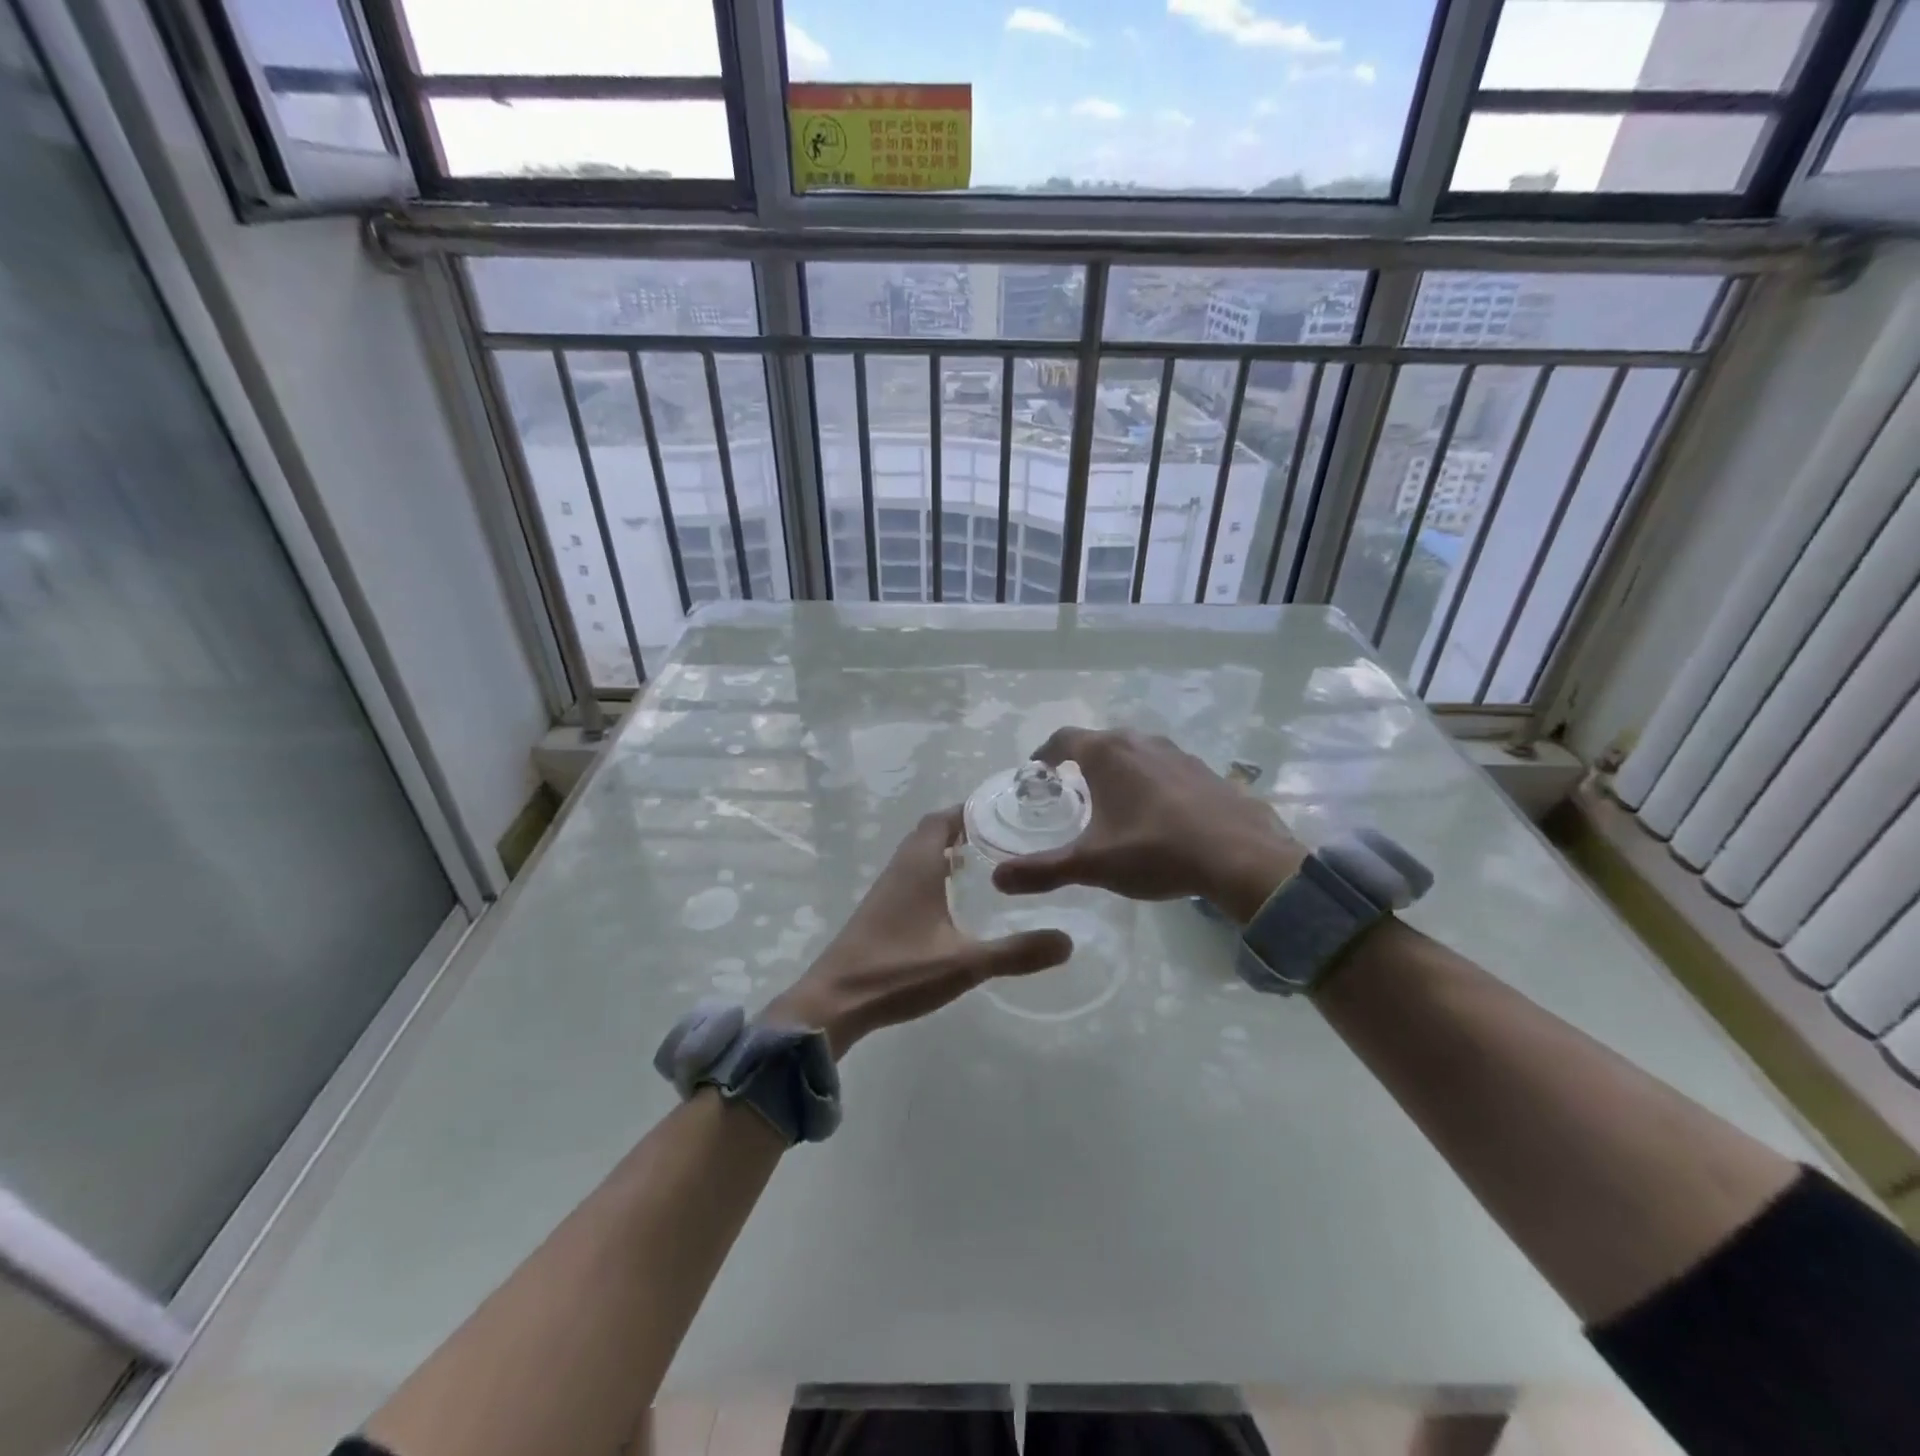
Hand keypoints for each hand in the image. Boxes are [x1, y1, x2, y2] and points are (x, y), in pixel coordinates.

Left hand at [765, 808, 1071, 1056]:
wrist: (834, 1003)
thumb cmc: (899, 972)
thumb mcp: (966, 963)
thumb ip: (1016, 952)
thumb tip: (1068, 942)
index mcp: (919, 866)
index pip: (943, 819)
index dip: (970, 810)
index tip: (1004, 811)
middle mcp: (900, 868)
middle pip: (931, 832)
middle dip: (964, 828)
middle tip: (1003, 836)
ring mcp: (886, 890)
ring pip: (919, 854)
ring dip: (947, 850)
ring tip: (986, 861)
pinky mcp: (879, 912)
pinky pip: (912, 876)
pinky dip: (934, 873)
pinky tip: (953, 898)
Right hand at [990, 727, 1305, 923]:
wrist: (1241, 857)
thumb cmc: (1155, 851)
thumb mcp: (1091, 864)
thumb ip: (1042, 870)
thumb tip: (996, 879)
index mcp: (1108, 753)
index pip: (1063, 739)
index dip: (1045, 754)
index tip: (1036, 772)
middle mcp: (1140, 742)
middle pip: (1100, 742)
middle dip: (1080, 762)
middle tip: (1070, 790)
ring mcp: (1177, 753)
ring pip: (1134, 752)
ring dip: (1117, 770)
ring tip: (1111, 801)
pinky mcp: (1204, 770)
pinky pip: (1164, 767)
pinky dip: (1149, 781)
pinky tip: (1156, 813)